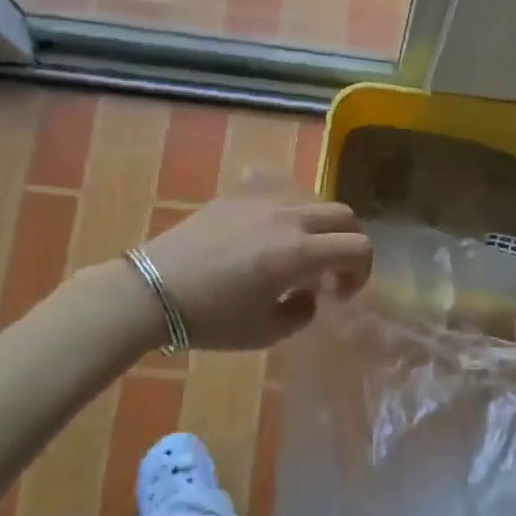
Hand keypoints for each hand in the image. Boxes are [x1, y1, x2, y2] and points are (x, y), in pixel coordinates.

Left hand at [141, 186, 371, 350]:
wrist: (153, 290)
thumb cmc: (211, 318)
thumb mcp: (265, 332)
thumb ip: (302, 313)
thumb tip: (310, 294)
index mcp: (299, 252)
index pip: (358, 247)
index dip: (361, 271)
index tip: (340, 294)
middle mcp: (288, 217)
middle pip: (343, 215)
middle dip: (349, 242)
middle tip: (331, 271)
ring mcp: (262, 199)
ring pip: (312, 197)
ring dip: (320, 223)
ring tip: (299, 248)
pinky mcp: (237, 193)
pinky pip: (276, 183)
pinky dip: (287, 200)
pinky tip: (273, 219)